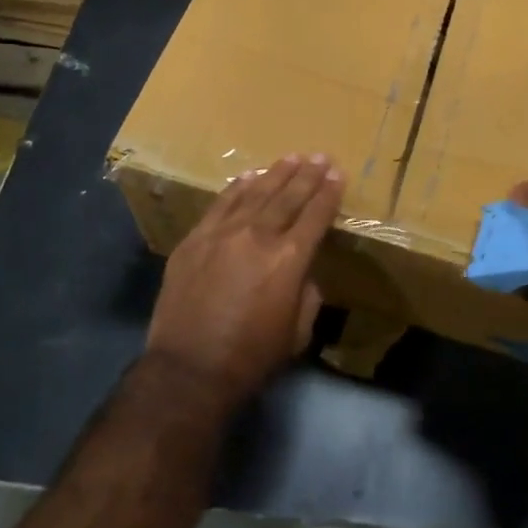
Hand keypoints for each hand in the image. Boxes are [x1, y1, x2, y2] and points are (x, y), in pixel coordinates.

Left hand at [146, 153, 344, 409]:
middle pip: (288, 196)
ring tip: (291, 158)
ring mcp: (222, 233)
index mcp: (289, 259)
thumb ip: (307, 293)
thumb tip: (303, 271)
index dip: (329, 193)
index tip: (337, 174)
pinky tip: (249, 176)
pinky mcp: (195, 239)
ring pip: (255, 193)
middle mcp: (258, 236)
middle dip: (307, 175)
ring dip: (275, 173)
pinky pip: (221, 204)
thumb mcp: (298, 331)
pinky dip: (237, 187)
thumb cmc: (252, 357)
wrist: (189, 370)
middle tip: (319, 157)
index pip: (316, 215)